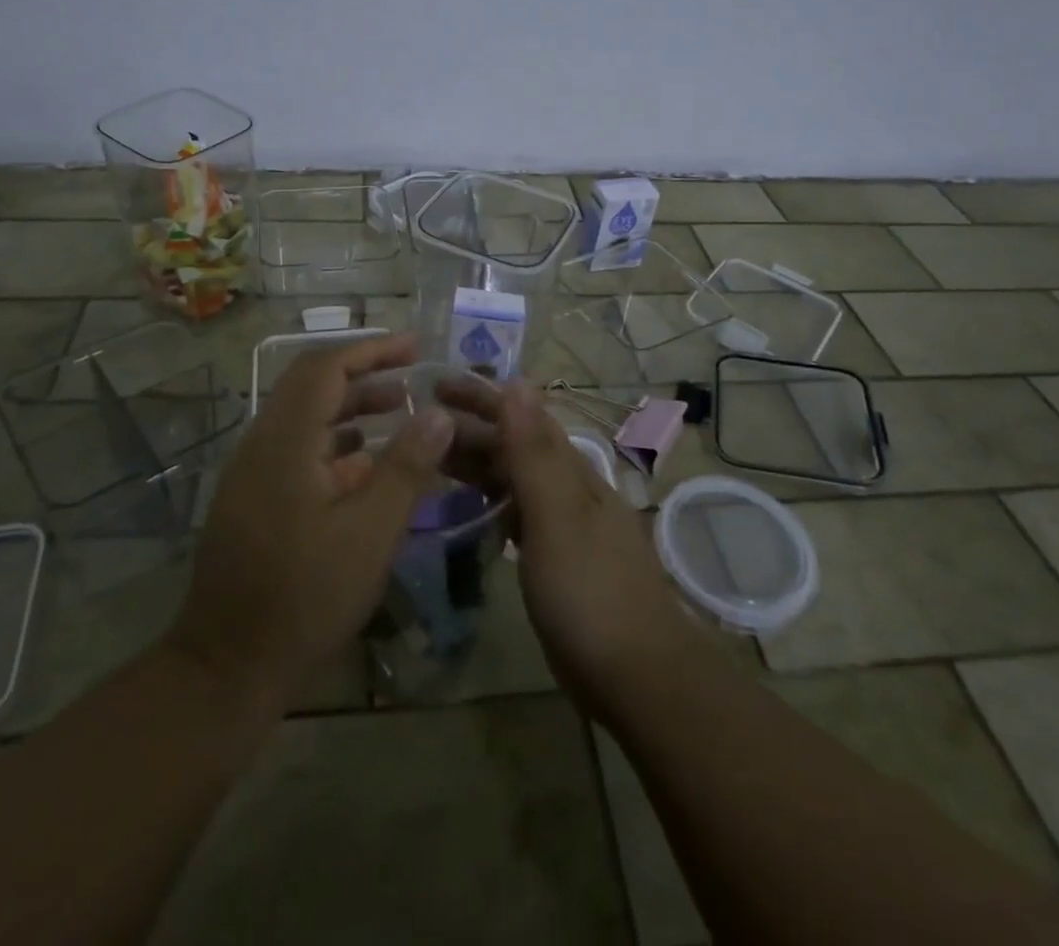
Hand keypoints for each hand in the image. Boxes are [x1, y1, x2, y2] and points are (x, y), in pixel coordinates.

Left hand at [166, 332, 453, 706]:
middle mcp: (262, 444)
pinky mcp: (253, 498)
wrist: (226, 666)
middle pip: (311, 385)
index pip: (326, 368)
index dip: (372, 350)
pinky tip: (366, 462)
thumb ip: (406, 467)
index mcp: (285, 442)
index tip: (415, 347)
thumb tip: (439, 414)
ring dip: (350, 406)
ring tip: (399, 409)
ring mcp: (253, 472)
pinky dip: (335, 441)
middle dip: (363, 372)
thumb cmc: (305, 596)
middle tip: (412, 373)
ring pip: (304, 417)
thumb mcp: (370, 533)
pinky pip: (297, 448)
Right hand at [436, 376, 705, 712]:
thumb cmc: (590, 592)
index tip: (438, 383)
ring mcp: (565, 526)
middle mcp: (569, 489)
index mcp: (571, 471)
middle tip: (420, 421)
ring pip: (515, 480)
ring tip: (433, 458)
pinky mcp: (557, 560)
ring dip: (477, 463)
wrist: (638, 676)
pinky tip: (470, 510)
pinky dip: (491, 502)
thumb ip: (534, 453)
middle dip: (472, 428)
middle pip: (516, 446)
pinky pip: (517, 514)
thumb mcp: (557, 516)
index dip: (482, 397)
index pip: (522, 417)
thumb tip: (517, 382)